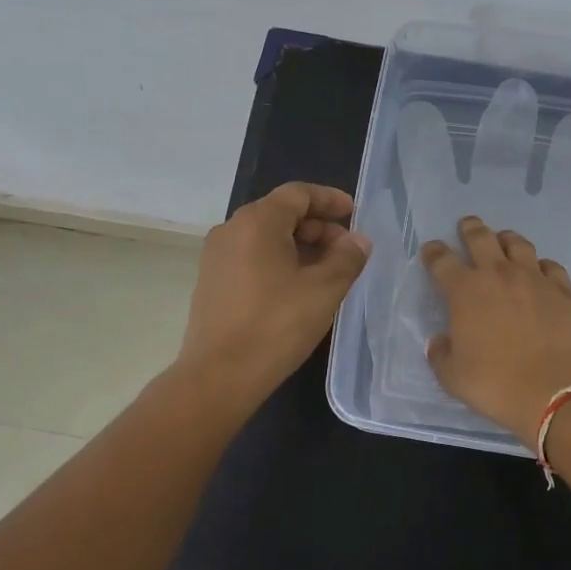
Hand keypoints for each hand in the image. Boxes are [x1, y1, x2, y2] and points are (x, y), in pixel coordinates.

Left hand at [177, 182, 370, 403]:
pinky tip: (299, 288)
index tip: (354, 213)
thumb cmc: (276, 325)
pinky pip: (252, 257)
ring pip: (266, 237)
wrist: (219, 375)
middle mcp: (231, 230)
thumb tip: (358, 241)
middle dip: (318, 227)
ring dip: (300, 246)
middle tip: (347, 250)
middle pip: (281, 213)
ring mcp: (217, 257)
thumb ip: (347, 258)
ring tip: (328, 271)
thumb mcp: (324, 290)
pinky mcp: (212, 282)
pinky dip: (280, 262)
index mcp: (257, 221)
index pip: (298, 194)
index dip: (329, 200)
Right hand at [421, 216, 570, 446]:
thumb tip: (439, 341)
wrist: (557, 391)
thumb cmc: (496, 384)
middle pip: (481, 239)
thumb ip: (441, 354)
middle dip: (470, 229)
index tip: (431, 250)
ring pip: (519, 245)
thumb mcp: (453, 377)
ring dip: (506, 239)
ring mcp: (535, 280)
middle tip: (467, 224)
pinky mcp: (564, 291)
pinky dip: (541, 265)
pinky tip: (541, 270)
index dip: (434, 252)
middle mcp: (500, 276)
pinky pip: (551, 267)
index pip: (442, 261)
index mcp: (465, 292)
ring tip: (503, 240)